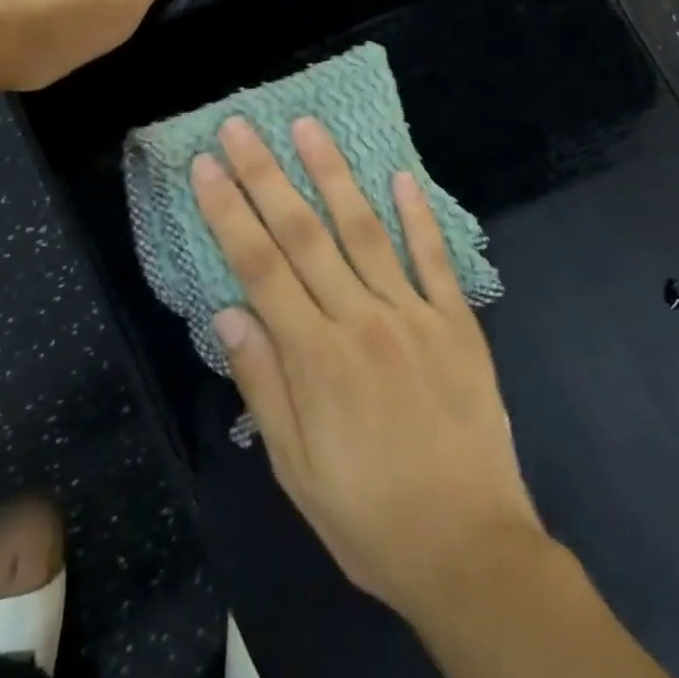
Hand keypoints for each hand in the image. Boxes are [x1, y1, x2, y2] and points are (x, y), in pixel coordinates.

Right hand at [192, 117, 545, 618]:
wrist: (472, 551)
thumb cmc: (370, 516)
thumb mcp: (297, 469)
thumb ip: (262, 384)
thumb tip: (227, 311)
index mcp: (316, 357)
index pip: (260, 266)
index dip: (229, 211)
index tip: (206, 165)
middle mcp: (361, 320)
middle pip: (304, 233)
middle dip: (267, 175)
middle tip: (242, 125)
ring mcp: (414, 315)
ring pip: (365, 230)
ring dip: (334, 174)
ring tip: (309, 127)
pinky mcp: (457, 323)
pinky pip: (434, 259)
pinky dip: (417, 215)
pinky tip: (401, 175)